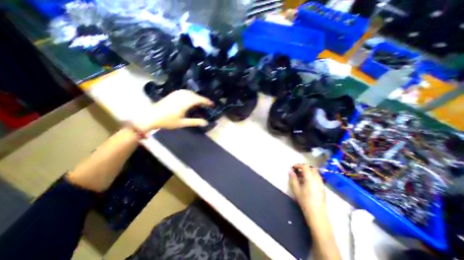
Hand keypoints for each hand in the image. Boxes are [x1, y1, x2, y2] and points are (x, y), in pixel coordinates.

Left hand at [134, 90, 213, 132]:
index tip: (212, 104)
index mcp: (184, 103)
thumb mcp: (182, 123)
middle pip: (195, 95)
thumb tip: (206, 122)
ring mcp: (176, 94)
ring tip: (200, 101)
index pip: (198, 100)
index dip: (206, 101)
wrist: (151, 117)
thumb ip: (195, 122)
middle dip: (202, 99)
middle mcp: (181, 96)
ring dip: (196, 96)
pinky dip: (190, 94)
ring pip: (189, 92)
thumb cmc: (167, 121)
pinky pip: (184, 91)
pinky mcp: (172, 94)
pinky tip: (190, 97)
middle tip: (207, 104)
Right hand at [289, 164, 325, 216]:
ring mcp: (321, 183)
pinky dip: (312, 176)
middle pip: (312, 168)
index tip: (293, 167)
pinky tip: (307, 182)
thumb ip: (293, 178)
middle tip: (297, 171)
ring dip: (309, 171)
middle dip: (304, 167)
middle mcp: (317, 179)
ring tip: (302, 176)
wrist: (316, 213)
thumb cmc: (304, 200)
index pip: (305, 166)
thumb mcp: (296, 189)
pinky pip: (318, 177)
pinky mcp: (323, 187)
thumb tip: (290, 171)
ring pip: (316, 173)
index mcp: (310, 178)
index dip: (299, 165)